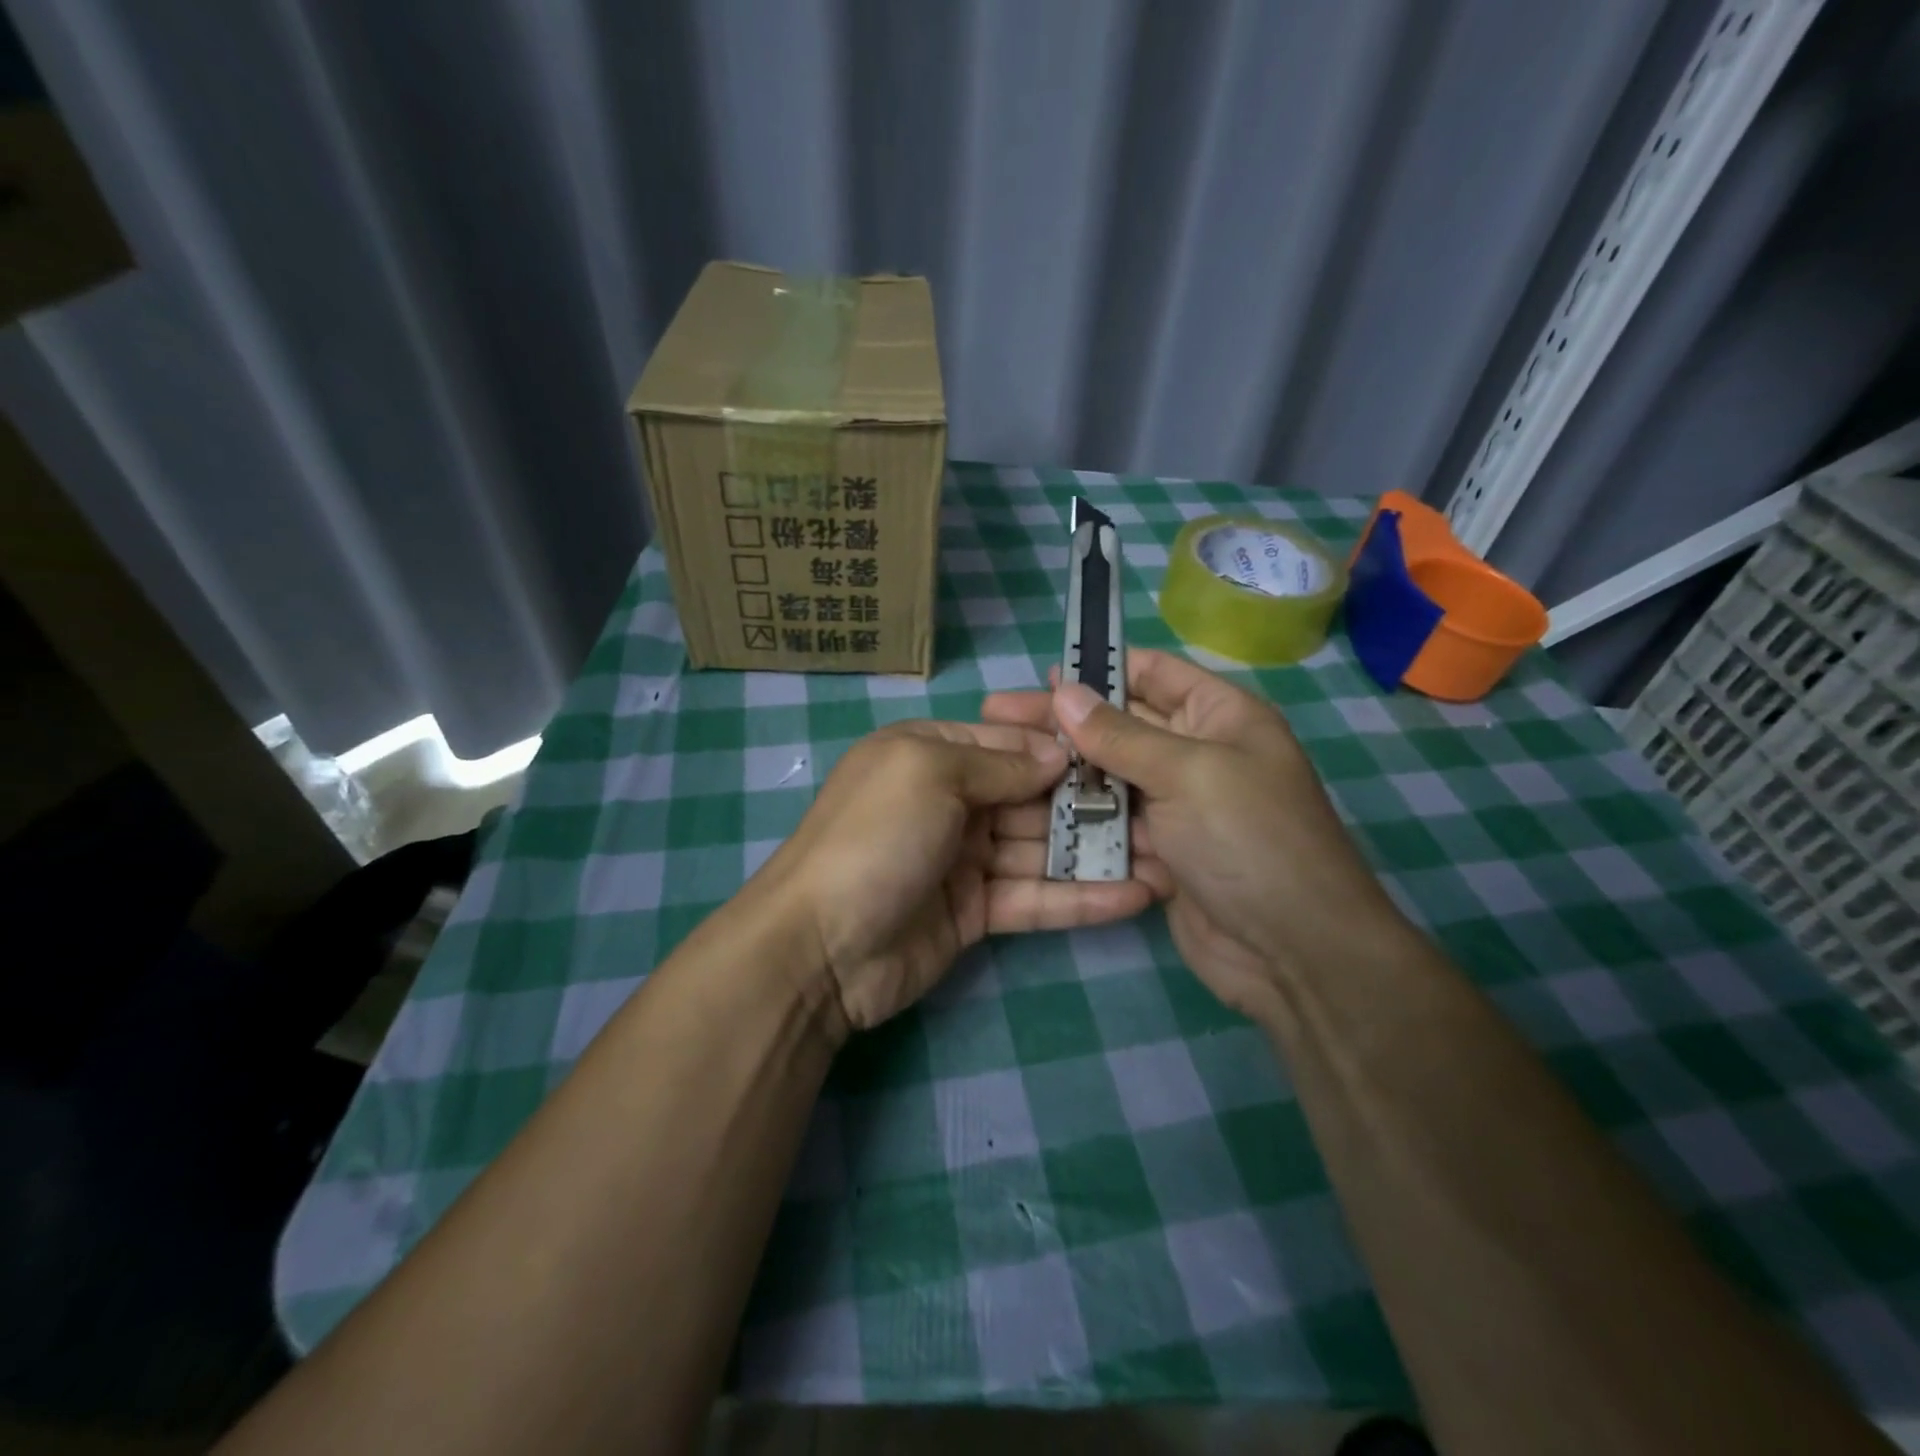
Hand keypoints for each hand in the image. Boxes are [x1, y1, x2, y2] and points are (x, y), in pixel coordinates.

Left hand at [757, 721, 1154, 1034]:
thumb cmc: (875, 837)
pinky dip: (1080, 899)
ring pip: (1040, 848)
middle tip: (1162, 807)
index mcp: (931, 754)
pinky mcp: (975, 912)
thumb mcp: (928, 773)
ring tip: (1167, 854)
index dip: (1063, 746)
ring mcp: (963, 859)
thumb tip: (1059, 753)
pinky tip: (1136, 897)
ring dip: (1096, 853)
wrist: (819, 948)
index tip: (1124, 748)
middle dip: (1091, 801)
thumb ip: (999, 762)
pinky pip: (1034, 898)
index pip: (1009, 741)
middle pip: (1032, 795)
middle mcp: (950, 800)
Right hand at [982, 649, 1414, 1020]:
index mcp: (1220, 716)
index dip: (1100, 668)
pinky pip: (1112, 822)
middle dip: (1064, 721)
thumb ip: (1120, 734)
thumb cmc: (1250, 840)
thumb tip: (1063, 692)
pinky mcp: (1161, 849)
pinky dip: (1080, 817)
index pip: (1153, 673)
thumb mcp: (1188, 773)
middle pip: (1121, 724)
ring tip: (1005, 762)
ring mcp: (1178, 805)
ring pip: (1110, 775)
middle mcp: (1198, 753)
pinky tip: (1030, 811)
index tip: (1041, 676)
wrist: (1294, 952)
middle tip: (997, 716)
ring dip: (1064, 771)